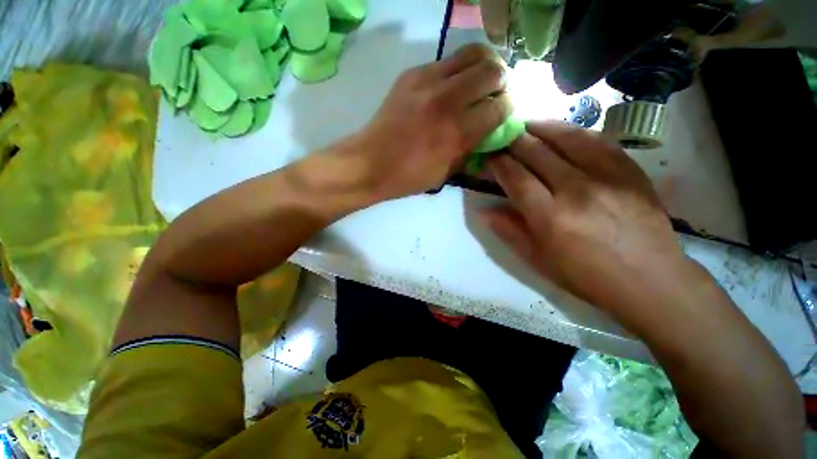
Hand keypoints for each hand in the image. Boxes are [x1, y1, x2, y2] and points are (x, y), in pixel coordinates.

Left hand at [350, 44, 510, 200]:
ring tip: (480, 82)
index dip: (507, 109)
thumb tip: (489, 132)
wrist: (370, 162)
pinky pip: (447, 61)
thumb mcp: (445, 173)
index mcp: (456, 133)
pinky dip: (458, 70)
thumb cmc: (408, 176)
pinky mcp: (412, 74)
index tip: (502, 113)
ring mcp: (427, 82)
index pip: (500, 107)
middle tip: (495, 93)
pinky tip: (452, 86)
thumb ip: (470, 149)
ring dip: (484, 67)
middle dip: (502, 82)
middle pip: (493, 70)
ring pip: (473, 54)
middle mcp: (446, 101)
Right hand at [482, 122, 688, 317]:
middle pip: (537, 153)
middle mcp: (576, 190)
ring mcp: (607, 176)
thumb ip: (508, 231)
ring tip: (524, 124)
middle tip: (500, 135)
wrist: (651, 280)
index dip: (498, 162)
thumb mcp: (537, 260)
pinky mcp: (629, 170)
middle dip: (513, 141)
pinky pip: (596, 140)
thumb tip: (483, 211)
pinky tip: (559, 130)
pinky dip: (572, 131)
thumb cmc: (586, 275)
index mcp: (550, 217)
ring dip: (540, 127)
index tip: (487, 155)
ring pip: (566, 138)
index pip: (516, 177)